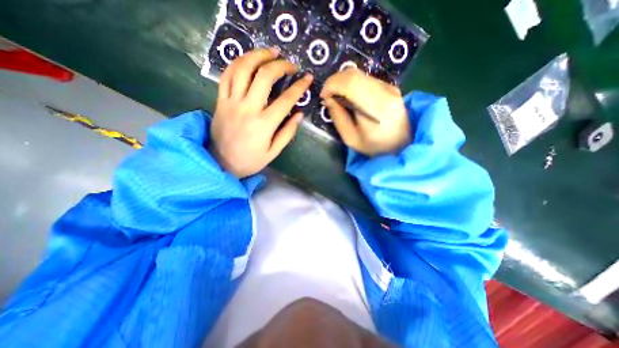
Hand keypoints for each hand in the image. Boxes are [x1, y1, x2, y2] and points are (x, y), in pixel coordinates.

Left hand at [208, 47, 314, 177]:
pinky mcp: (220, 101)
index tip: (307, 78)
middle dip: (281, 66)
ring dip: (258, 55)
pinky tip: (248, 59)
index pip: (286, 100)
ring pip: (243, 69)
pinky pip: (227, 75)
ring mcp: (231, 102)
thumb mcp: (273, 152)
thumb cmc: (250, 160)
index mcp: (264, 124)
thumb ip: (287, 133)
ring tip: (271, 52)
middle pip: (265, 77)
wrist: (221, 163)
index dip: (299, 86)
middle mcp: (248, 109)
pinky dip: (238, 62)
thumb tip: (299, 114)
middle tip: (290, 64)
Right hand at [319, 68, 408, 155]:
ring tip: (337, 97)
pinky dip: (352, 84)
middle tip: (328, 96)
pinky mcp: (390, 86)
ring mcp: (390, 87)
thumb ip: (338, 118)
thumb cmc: (374, 146)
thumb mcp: (350, 139)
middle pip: (354, 74)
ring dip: (342, 82)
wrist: (401, 144)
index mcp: (376, 108)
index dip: (332, 84)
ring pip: (359, 74)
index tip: (324, 96)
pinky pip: (365, 78)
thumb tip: (328, 99)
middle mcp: (386, 92)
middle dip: (334, 82)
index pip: (351, 83)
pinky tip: (349, 97)